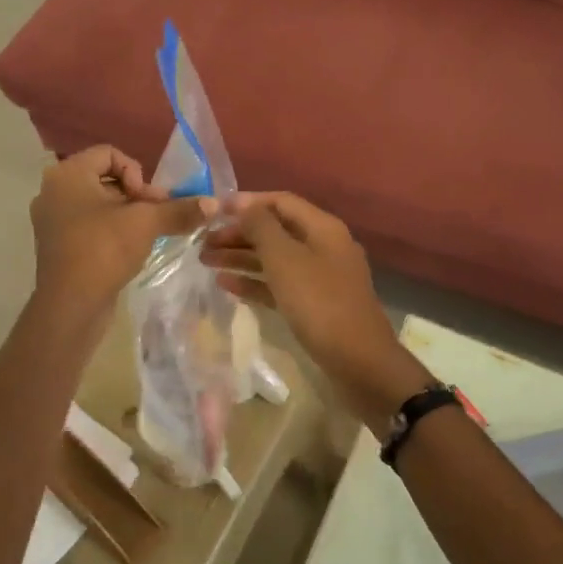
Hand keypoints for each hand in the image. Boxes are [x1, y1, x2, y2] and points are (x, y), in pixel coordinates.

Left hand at [30, 146, 213, 315]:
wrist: (70, 305)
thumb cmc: (103, 250)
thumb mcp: (146, 223)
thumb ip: (179, 209)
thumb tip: (213, 204)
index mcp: (68, 174)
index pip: (110, 154)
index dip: (136, 172)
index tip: (147, 200)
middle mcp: (54, 190)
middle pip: (105, 178)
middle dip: (136, 195)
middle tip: (156, 217)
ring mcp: (52, 219)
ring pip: (98, 203)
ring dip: (127, 214)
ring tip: (147, 233)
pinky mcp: (57, 244)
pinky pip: (89, 224)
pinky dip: (111, 230)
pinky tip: (129, 248)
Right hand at [202, 192, 428, 432]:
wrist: (359, 362)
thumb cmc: (319, 303)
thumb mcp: (285, 260)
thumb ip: (261, 227)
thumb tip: (244, 204)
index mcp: (322, 228)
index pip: (281, 201)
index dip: (247, 202)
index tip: (213, 210)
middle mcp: (323, 246)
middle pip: (276, 231)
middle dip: (239, 233)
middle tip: (203, 242)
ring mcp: (320, 277)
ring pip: (275, 259)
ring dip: (241, 257)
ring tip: (206, 261)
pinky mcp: (314, 304)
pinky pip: (279, 285)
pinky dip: (254, 282)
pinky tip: (226, 285)